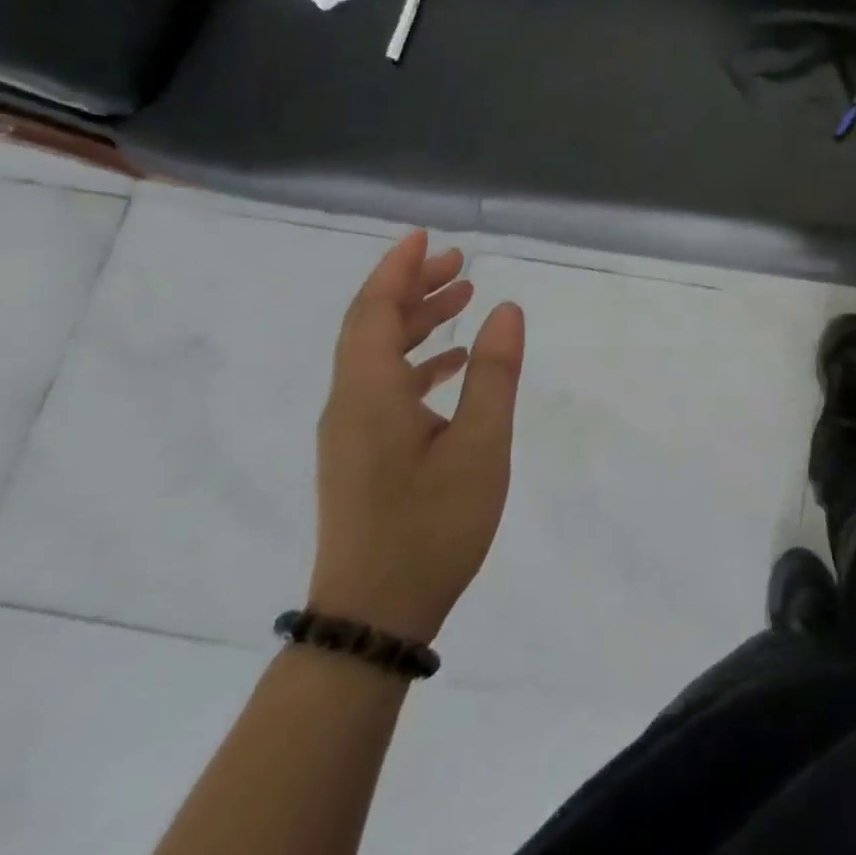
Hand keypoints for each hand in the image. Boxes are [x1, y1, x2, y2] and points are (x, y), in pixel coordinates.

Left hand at [307, 230, 524, 643]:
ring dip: (416, 320)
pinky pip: (384, 384)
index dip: (396, 269)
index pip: (373, 312)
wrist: (374, 618)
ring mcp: (352, 432)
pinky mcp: (362, 454)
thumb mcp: (479, 446)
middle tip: (459, 262)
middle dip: (411, 287)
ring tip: (463, 297)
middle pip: (371, 326)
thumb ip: (493, 373)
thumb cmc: (430, 527)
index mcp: (369, 395)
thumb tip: (506, 309)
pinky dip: (418, 359)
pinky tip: (454, 364)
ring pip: (378, 355)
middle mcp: (349, 404)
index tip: (426, 236)